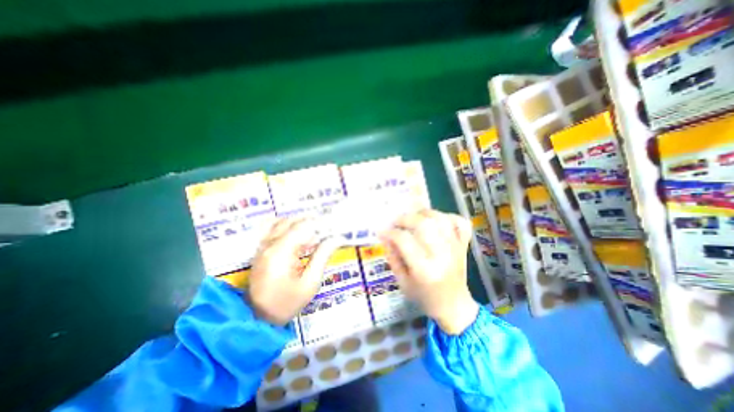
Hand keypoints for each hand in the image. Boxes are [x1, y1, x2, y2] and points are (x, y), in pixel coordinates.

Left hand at [248, 218, 342, 325]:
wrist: (258, 318)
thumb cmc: (287, 303)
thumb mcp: (310, 283)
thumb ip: (322, 256)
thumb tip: (336, 238)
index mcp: (281, 252)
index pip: (303, 226)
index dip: (320, 223)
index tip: (334, 225)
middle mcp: (269, 244)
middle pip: (292, 221)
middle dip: (311, 221)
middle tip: (327, 227)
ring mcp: (262, 245)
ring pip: (282, 221)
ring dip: (299, 222)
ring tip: (314, 229)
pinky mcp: (260, 249)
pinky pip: (272, 227)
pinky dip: (287, 224)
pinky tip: (296, 232)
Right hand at [381, 210, 479, 333]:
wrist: (454, 306)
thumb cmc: (425, 297)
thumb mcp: (402, 282)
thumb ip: (393, 258)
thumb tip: (386, 237)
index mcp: (424, 269)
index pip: (404, 240)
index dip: (390, 232)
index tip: (383, 231)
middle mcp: (441, 255)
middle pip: (424, 225)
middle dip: (405, 219)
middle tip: (396, 222)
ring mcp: (455, 248)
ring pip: (440, 219)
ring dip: (424, 214)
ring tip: (414, 218)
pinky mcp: (463, 245)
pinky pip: (460, 223)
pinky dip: (448, 217)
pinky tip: (437, 220)